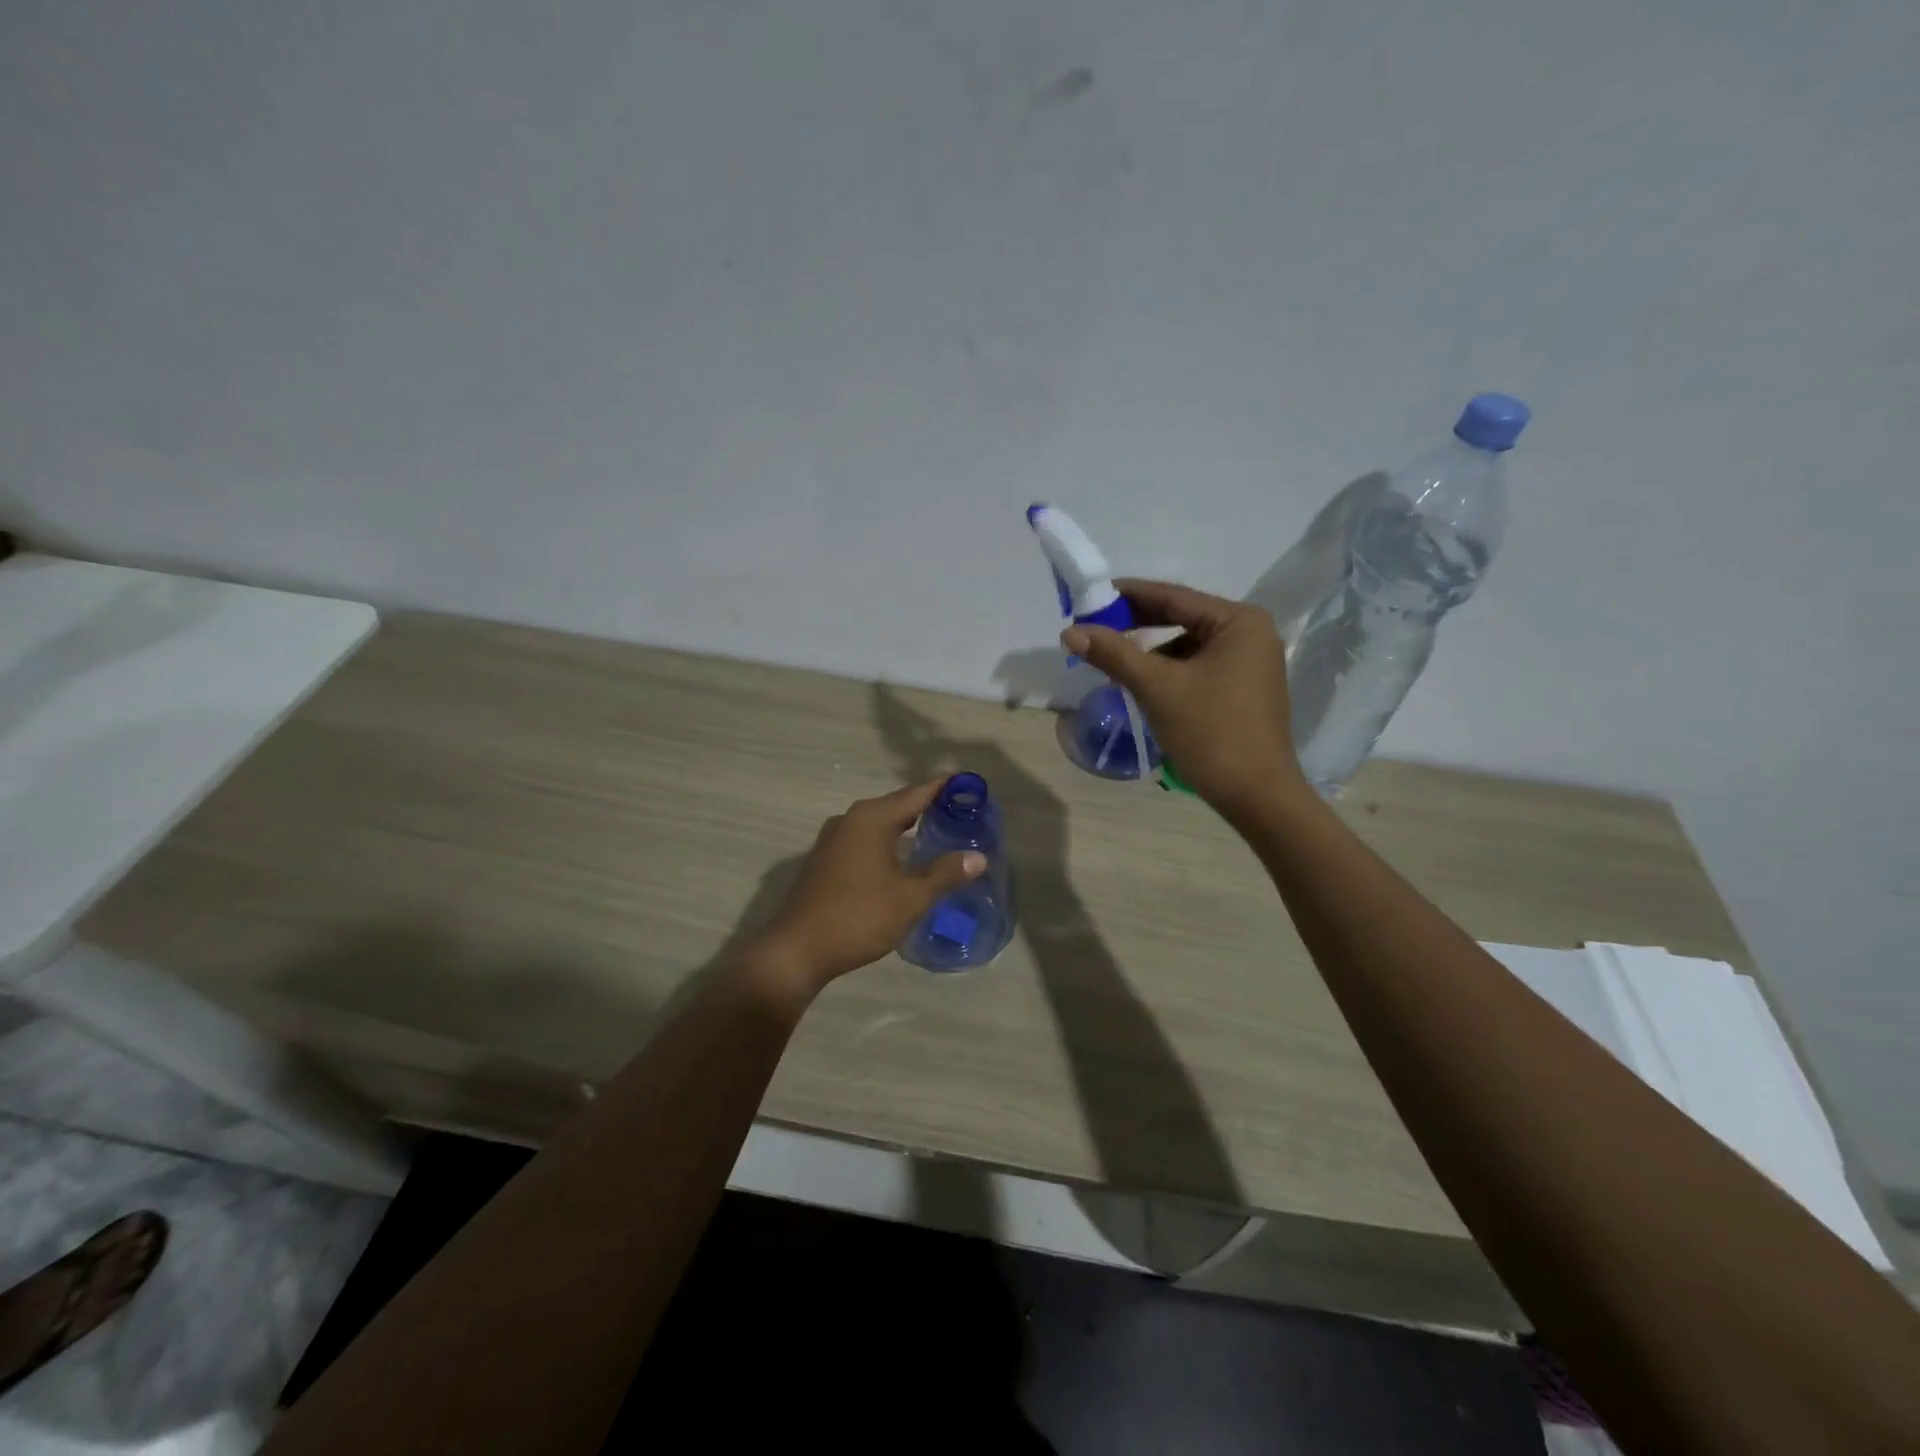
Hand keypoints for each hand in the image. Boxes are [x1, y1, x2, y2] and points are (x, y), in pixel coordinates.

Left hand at [752, 778, 986, 991]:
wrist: (797, 950)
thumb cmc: (859, 917)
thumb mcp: (909, 898)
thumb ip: (945, 874)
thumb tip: (979, 857)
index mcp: (871, 818)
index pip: (917, 792)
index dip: (945, 787)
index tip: (971, 783)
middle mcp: (851, 819)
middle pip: (898, 804)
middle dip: (930, 806)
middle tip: (963, 811)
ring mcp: (834, 838)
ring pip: (880, 823)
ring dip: (908, 825)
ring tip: (940, 832)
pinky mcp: (826, 858)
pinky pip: (866, 838)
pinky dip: (890, 840)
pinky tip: (905, 858)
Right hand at [1062, 579, 1305, 820]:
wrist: (1256, 796)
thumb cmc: (1211, 732)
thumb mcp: (1157, 688)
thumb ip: (1114, 654)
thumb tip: (1070, 631)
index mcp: (1239, 622)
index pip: (1174, 597)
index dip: (1129, 595)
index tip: (1092, 594)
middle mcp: (1250, 634)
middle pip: (1182, 619)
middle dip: (1137, 624)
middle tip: (1094, 626)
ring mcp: (1250, 663)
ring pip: (1187, 646)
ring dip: (1150, 652)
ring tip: (1113, 661)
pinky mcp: (1244, 690)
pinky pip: (1198, 667)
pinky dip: (1169, 671)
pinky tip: (1142, 684)